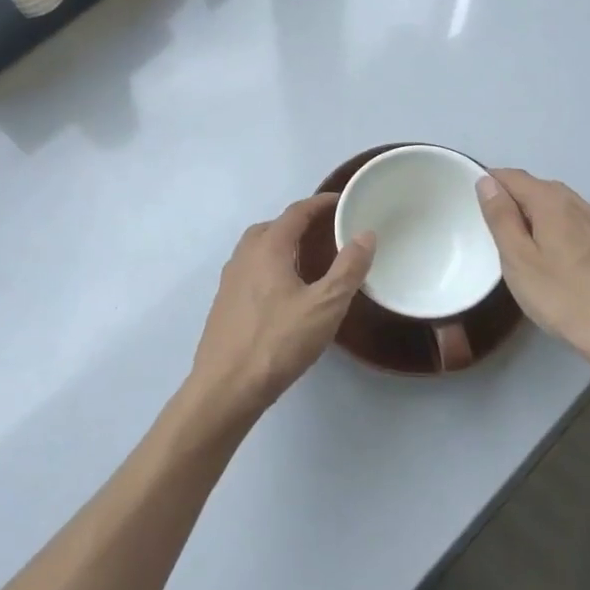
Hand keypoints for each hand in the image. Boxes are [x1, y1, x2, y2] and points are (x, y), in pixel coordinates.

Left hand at [187, 194, 374, 422]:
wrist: (225, 388)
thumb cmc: (278, 342)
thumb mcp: (325, 306)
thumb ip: (348, 268)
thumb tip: (365, 235)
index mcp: (268, 248)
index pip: (296, 213)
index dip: (319, 203)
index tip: (341, 201)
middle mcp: (244, 257)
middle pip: (272, 227)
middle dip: (298, 223)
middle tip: (325, 231)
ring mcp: (229, 281)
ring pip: (257, 250)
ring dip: (281, 245)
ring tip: (307, 260)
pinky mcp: (224, 305)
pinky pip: (250, 271)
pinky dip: (269, 267)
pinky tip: (283, 293)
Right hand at [476, 169, 589, 374]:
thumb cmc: (564, 298)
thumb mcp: (519, 260)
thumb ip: (501, 218)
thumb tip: (487, 182)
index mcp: (553, 202)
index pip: (514, 176)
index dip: (491, 183)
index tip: (474, 204)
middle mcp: (580, 203)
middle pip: (538, 188)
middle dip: (514, 200)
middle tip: (494, 231)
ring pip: (559, 206)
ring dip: (536, 216)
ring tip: (522, 246)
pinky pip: (576, 224)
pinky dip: (557, 230)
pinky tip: (555, 259)